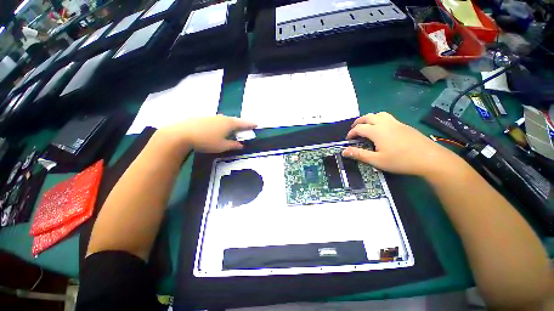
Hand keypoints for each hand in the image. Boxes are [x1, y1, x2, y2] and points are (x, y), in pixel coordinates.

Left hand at [158, 116, 256, 152]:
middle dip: (240, 124)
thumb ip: (233, 145)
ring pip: (225, 120)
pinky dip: (221, 124)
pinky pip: (216, 120)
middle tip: (245, 127)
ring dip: (230, 123)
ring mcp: (212, 117)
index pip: (243, 123)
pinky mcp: (203, 118)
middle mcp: (222, 118)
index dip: (250, 124)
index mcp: (229, 124)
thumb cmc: (206, 141)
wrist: (181, 134)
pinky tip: (217, 128)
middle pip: (234, 120)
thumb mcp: (222, 146)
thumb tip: (241, 145)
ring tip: (232, 128)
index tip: (256, 124)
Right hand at [342, 112, 460, 176]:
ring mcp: (396, 123)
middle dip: (358, 122)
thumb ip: (359, 154)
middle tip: (354, 129)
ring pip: (379, 114)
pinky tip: (382, 130)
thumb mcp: (376, 160)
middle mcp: (385, 123)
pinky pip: (388, 117)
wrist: (430, 159)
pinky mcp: (404, 125)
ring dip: (369, 118)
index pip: (359, 128)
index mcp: (377, 131)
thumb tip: (343, 151)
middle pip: (368, 117)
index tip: (348, 140)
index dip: (351, 133)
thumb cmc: (401, 160)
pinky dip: (379, 120)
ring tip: (366, 126)